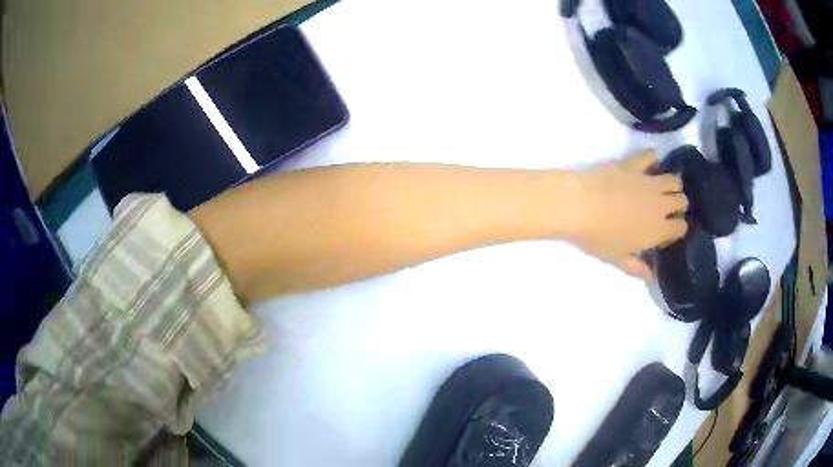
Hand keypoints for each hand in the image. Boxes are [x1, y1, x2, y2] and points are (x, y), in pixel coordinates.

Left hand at [571, 150, 687, 280]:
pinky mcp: (634, 163)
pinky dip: (653, 159)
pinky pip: (651, 155)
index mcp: (659, 229)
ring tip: (661, 189)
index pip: (681, 227)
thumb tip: (654, 280)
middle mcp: (660, 203)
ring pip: (674, 179)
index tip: (666, 231)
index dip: (676, 229)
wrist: (577, 205)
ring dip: (672, 184)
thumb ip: (639, 269)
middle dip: (678, 205)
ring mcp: (649, 181)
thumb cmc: (598, 238)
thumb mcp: (618, 259)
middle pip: (682, 201)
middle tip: (665, 209)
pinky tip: (648, 165)